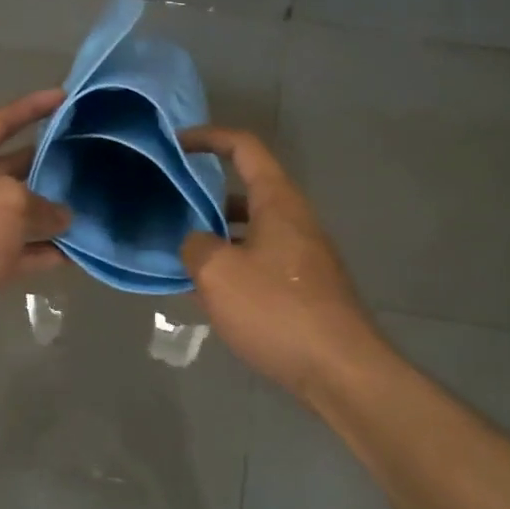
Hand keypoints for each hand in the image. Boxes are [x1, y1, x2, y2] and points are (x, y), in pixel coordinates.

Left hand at [0, 89, 71, 364]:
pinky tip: (74, 251)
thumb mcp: (6, 202)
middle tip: (83, 157)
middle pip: (3, 171)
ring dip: (45, 213)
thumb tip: (62, 218)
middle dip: (41, 165)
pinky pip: (13, 253)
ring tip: (86, 204)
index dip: (28, 110)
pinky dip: (40, 251)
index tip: (61, 97)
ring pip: (11, 215)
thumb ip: (41, 203)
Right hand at [179, 127, 379, 395]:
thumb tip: (195, 242)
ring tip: (181, 251)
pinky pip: (261, 258)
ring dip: (217, 232)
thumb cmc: (276, 311)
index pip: (244, 148)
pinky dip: (233, 262)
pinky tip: (211, 291)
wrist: (340, 371)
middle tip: (169, 206)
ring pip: (252, 227)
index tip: (175, 145)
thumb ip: (195, 245)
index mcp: (278, 202)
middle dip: (205, 193)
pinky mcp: (305, 286)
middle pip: (247, 188)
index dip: (208, 137)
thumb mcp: (217, 273)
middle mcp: (295, 219)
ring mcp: (303, 254)